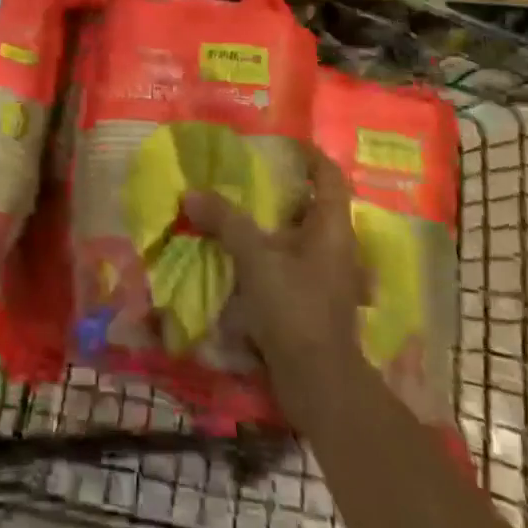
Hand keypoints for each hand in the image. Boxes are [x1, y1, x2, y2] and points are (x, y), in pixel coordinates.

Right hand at [183, 147, 367, 421]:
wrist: (318, 384)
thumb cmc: (295, 308)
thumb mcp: (255, 257)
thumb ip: (225, 221)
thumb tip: (191, 193)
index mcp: (333, 228)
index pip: (330, 176)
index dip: (309, 155)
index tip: (281, 143)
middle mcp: (337, 248)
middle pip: (313, 205)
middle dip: (282, 190)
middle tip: (246, 175)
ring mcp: (327, 278)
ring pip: (300, 237)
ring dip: (272, 224)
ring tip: (237, 212)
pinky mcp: (313, 303)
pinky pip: (291, 265)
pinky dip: (269, 255)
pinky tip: (240, 257)